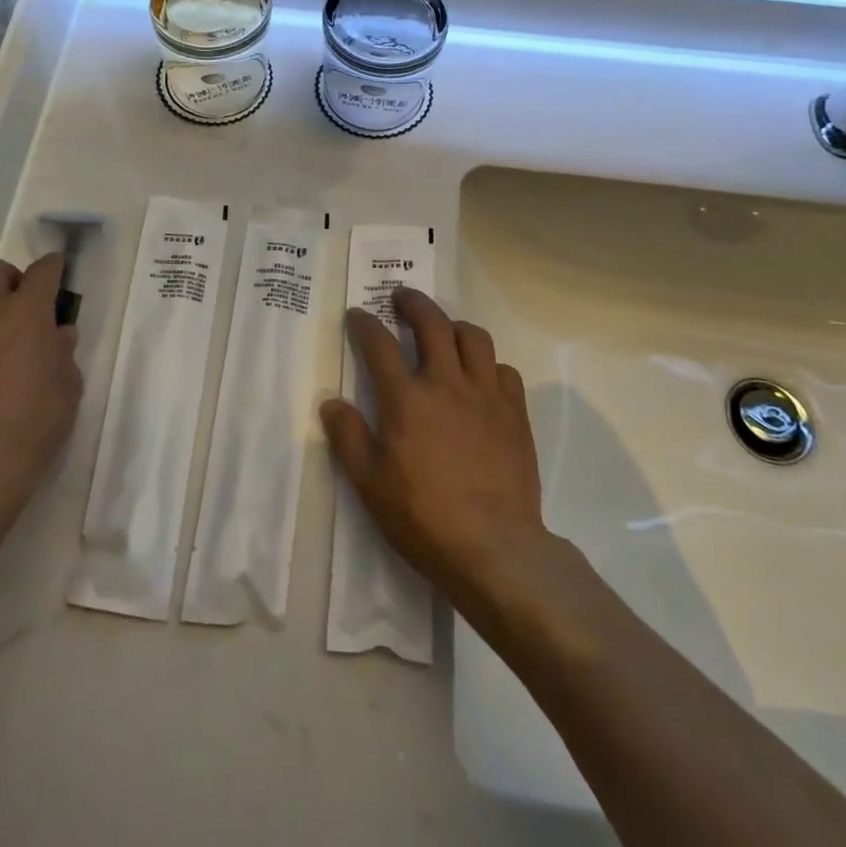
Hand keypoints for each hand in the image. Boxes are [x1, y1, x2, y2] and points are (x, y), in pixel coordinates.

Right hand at [320, 287, 546, 609]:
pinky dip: (488, 363)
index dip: (364, 323)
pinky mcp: (514, 412)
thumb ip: (348, 438)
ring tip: (444, 329)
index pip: (379, 344)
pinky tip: (480, 376)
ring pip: (473, 337)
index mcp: (406, 399)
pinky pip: (504, 369)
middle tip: (401, 298)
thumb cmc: (424, 518)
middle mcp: (446, 384)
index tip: (357, 314)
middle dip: (413, 302)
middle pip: (431, 323)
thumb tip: (331, 402)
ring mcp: (485, 395)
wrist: (495, 548)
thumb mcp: (370, 484)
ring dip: (454, 325)